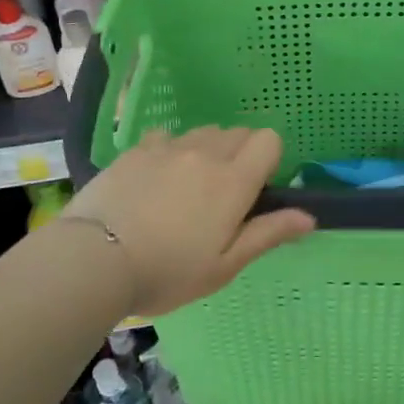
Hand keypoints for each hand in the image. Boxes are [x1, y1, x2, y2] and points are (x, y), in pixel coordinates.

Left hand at [63, 126, 314, 317]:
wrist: (95, 259)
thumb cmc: (168, 271)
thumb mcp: (224, 265)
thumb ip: (268, 234)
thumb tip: (309, 217)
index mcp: (233, 180)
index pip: (269, 139)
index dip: (269, 160)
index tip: (255, 190)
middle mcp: (205, 153)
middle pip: (238, 132)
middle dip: (240, 155)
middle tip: (222, 195)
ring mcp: (168, 147)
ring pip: (203, 133)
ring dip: (207, 151)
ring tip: (188, 187)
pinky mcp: (136, 149)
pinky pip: (166, 137)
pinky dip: (171, 151)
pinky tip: (155, 180)